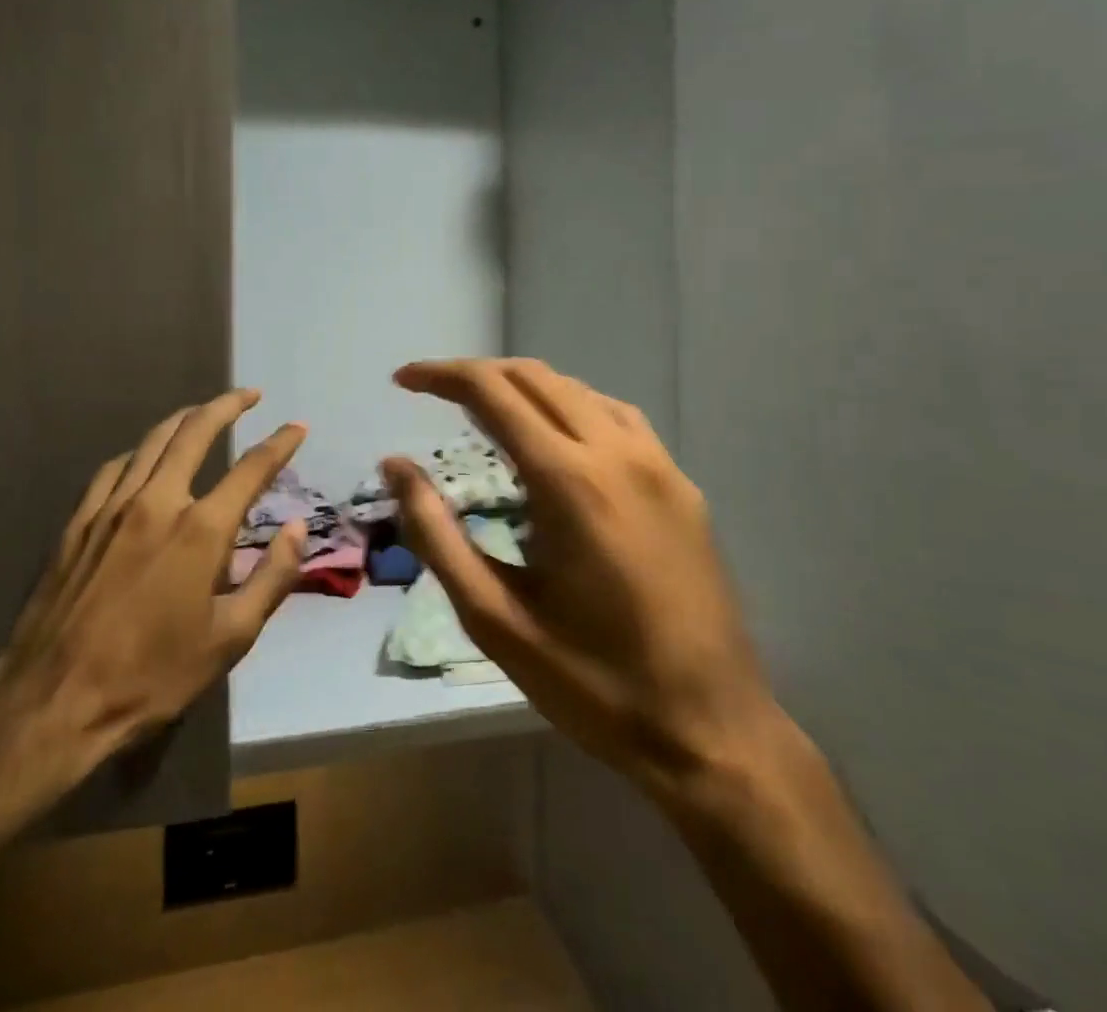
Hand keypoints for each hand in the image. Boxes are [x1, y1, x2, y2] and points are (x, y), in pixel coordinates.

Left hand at [0, 389, 308, 818]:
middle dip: (228, 405)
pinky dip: (140, 451)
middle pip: (196, 431)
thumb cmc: (151, 677)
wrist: (51, 705)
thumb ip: (271, 577)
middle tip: (250, 395)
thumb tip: (297, 528)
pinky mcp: (77, 523)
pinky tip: (144, 459)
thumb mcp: (230, 638)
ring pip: (152, 441)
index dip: (280, 443)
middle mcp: (157, 502)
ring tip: (203, 414)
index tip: (297, 427)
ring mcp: (111, 508)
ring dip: (184, 419)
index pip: (252, 468)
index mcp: (200, 530)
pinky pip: (114, 468)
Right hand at [385, 358, 778, 801]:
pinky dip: (572, 408)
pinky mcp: (683, 486)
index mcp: (569, 481)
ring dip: (525, 388)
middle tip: (434, 394)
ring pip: (579, 391)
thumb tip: (395, 465)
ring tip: (485, 413)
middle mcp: (618, 453)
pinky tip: (558, 441)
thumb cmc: (592, 683)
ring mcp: (660, 465)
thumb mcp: (494, 618)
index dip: (442, 376)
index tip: (403, 380)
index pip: (494, 392)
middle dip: (478, 374)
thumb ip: (436, 534)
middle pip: (536, 378)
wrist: (711, 731)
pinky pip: (618, 418)